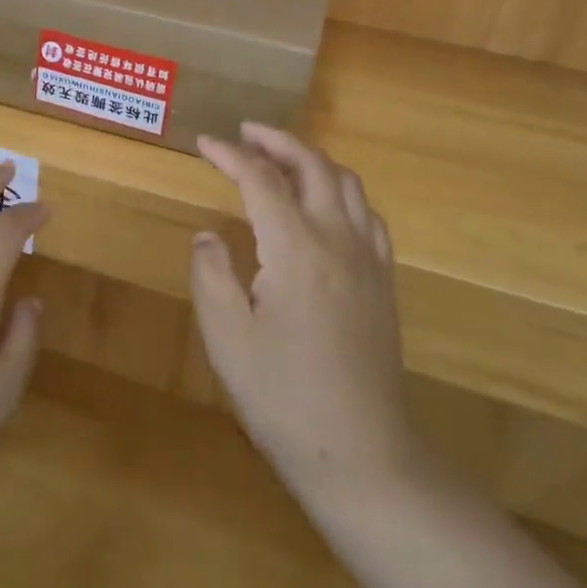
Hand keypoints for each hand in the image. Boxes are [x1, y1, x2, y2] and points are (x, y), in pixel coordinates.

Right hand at [192, 124, 426, 507]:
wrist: (361, 454)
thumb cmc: (283, 397)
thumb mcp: (227, 337)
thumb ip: (211, 274)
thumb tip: (209, 235)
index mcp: (295, 248)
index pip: (260, 179)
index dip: (229, 154)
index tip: (203, 143)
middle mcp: (337, 239)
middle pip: (312, 165)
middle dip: (276, 141)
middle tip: (245, 133)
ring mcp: (368, 259)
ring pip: (346, 182)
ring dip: (311, 159)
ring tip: (281, 159)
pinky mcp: (383, 281)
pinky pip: (367, 213)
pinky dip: (341, 190)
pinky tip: (325, 205)